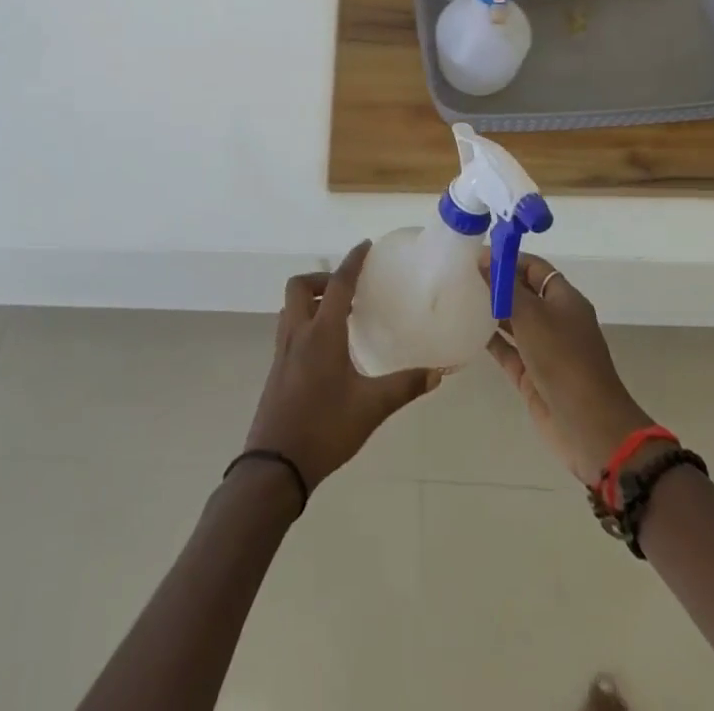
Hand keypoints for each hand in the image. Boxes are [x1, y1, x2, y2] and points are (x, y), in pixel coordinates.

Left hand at [243, 240, 440, 488]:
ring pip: (291, 306)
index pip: (338, 284)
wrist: (275, 467)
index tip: (365, 246)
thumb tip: (438, 372)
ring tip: (339, 315)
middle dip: (323, 279)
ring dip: (312, 299)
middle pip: (301, 286)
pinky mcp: (276, 369)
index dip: (352, 262)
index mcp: (321, 334)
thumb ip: (404, 386)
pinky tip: (326, 348)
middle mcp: (298, 333)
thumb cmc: (325, 429)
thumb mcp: (371, 408)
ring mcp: (282, 351)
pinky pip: (289, 327)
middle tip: (348, 291)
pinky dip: (305, 321)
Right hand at [482, 251, 652, 484]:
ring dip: (490, 311)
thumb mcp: (532, 315)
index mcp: (564, 299)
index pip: (534, 268)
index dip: (507, 259)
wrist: (588, 426)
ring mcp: (543, 349)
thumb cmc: (562, 358)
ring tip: (457, 297)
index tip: (475, 256)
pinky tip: (464, 330)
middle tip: (460, 275)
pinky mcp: (531, 375)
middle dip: (496, 283)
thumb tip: (484, 257)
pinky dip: (489, 340)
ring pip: (513, 322)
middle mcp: (555, 320)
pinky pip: (507, 350)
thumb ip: (505, 286)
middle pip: (523, 293)